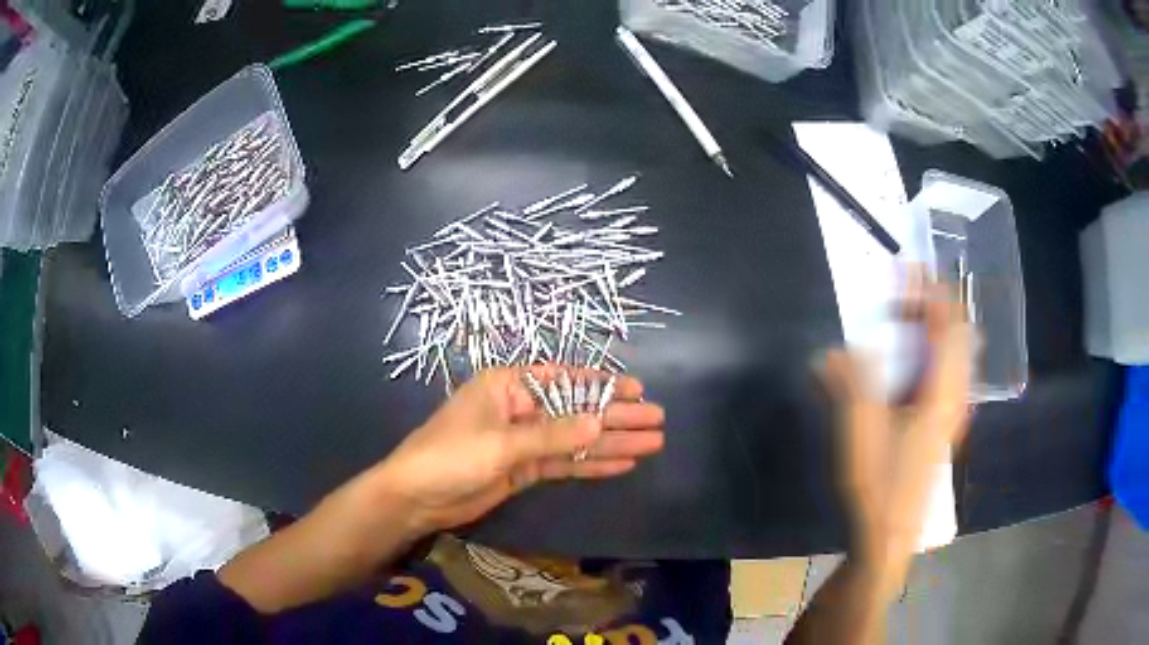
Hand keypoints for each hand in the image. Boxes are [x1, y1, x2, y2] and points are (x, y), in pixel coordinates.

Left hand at [370, 366, 664, 537]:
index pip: (564, 380)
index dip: (603, 386)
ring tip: (651, 443)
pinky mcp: (523, 469)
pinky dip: (591, 463)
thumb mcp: (502, 443)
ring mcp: (522, 441)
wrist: (416, 498)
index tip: (637, 390)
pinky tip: (621, 463)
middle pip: (576, 411)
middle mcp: (519, 408)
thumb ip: (552, 434)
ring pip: (575, 439)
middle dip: (616, 417)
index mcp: (508, 386)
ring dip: (611, 442)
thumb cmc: (450, 456)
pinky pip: (563, 463)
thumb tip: (600, 421)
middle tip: (657, 420)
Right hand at [822, 279, 972, 579]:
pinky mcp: (944, 425)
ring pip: (957, 354)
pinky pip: (950, 373)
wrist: (889, 534)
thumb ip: (849, 384)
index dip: (932, 291)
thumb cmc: (878, 484)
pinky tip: (910, 364)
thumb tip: (831, 351)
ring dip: (934, 329)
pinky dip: (934, 353)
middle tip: (900, 299)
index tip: (908, 270)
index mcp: (941, 392)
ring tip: (903, 322)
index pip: (949, 325)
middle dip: (934, 307)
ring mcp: (953, 413)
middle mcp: (955, 396)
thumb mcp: (859, 431)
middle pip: (959, 334)